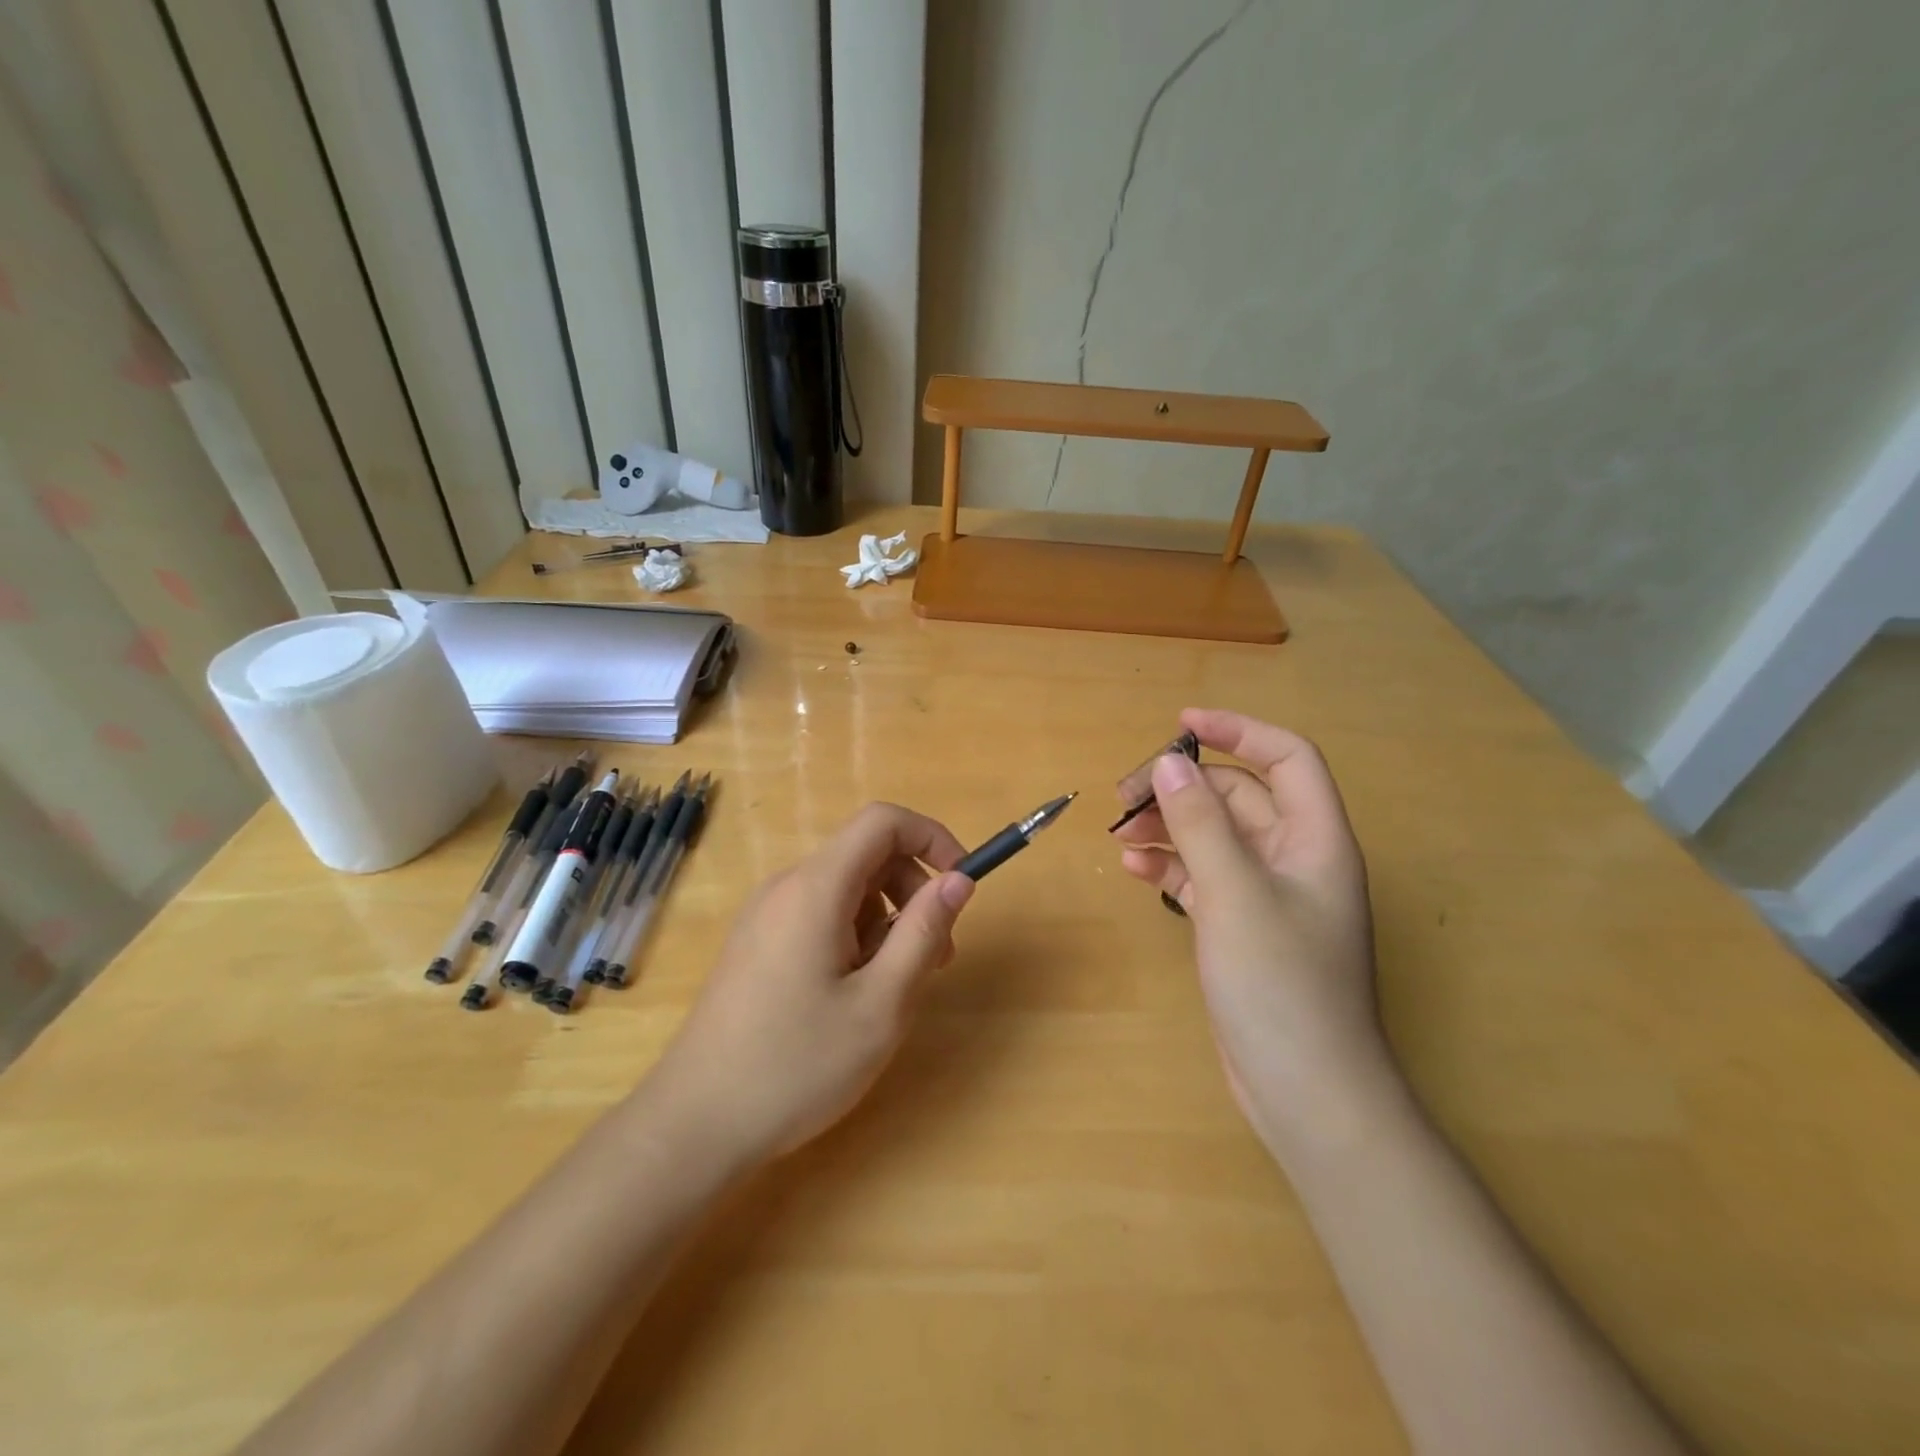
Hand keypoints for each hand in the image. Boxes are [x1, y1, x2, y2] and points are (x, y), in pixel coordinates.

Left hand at [648, 803, 974, 1167]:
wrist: (694, 1124)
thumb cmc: (796, 1066)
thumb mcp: (881, 1004)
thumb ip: (924, 933)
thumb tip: (958, 879)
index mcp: (816, 888)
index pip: (883, 821)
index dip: (932, 837)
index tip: (962, 885)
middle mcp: (786, 886)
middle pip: (867, 855)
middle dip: (914, 890)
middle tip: (938, 956)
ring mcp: (766, 914)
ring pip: (846, 888)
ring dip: (886, 920)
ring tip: (894, 987)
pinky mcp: (756, 942)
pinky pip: (820, 914)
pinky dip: (854, 936)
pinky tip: (852, 995)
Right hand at [1113, 709, 1386, 1150]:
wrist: (1306, 1093)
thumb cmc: (1282, 985)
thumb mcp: (1235, 894)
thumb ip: (1201, 823)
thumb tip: (1171, 762)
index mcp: (1315, 839)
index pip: (1286, 758)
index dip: (1238, 731)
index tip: (1181, 725)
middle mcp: (1294, 859)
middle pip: (1238, 796)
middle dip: (1183, 788)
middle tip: (1125, 796)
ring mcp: (1267, 896)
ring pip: (1214, 838)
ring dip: (1169, 827)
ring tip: (1120, 833)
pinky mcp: (1241, 928)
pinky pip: (1203, 879)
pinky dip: (1170, 868)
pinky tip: (1135, 870)